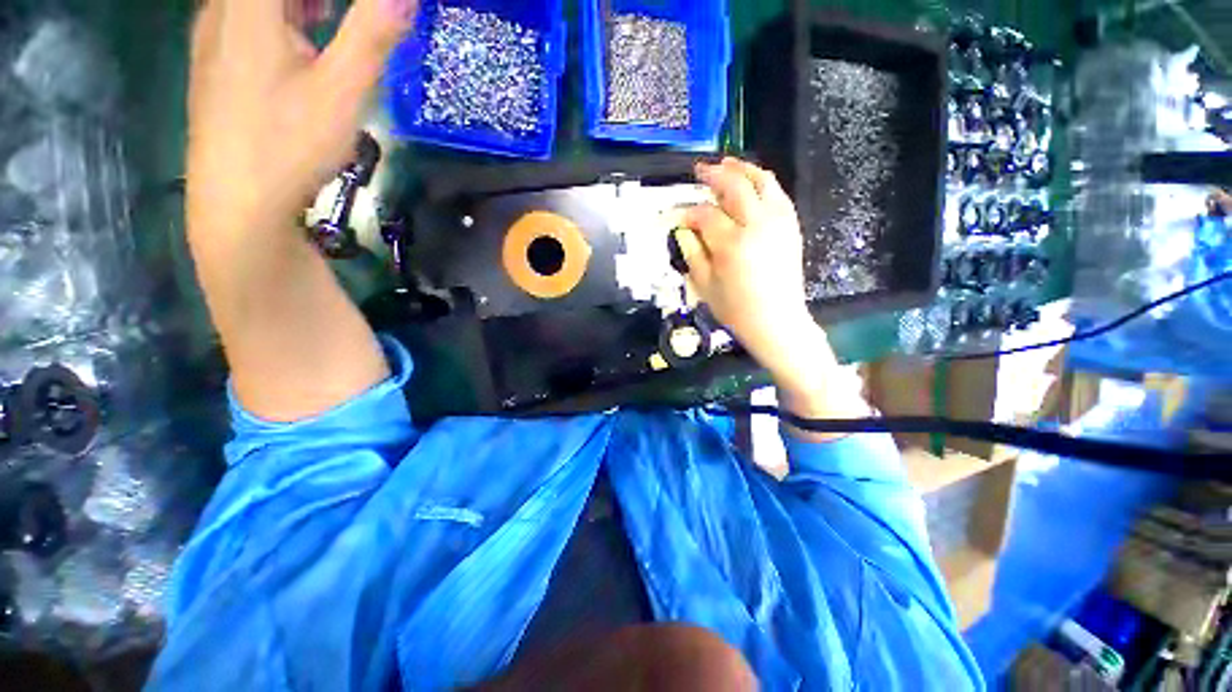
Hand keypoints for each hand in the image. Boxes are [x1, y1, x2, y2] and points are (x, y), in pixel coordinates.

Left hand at [188, 0, 416, 235]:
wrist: (236, 204)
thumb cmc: (288, 145)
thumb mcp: (341, 91)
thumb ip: (372, 34)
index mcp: (247, 5)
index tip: (365, 10)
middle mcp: (221, 10)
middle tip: (361, 13)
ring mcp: (212, 37)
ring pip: (254, 0)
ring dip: (300, 2)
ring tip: (331, 15)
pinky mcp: (214, 64)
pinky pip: (244, 15)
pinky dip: (281, 15)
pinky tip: (305, 37)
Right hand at [679, 158, 868, 436]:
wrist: (776, 321)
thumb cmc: (736, 309)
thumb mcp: (704, 286)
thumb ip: (692, 252)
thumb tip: (683, 229)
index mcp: (731, 244)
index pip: (705, 214)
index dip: (689, 212)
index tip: (679, 215)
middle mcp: (757, 226)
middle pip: (735, 187)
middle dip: (715, 175)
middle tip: (701, 170)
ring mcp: (778, 223)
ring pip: (762, 182)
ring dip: (743, 169)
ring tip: (728, 163)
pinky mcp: (791, 227)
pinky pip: (778, 195)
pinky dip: (764, 183)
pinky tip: (753, 183)